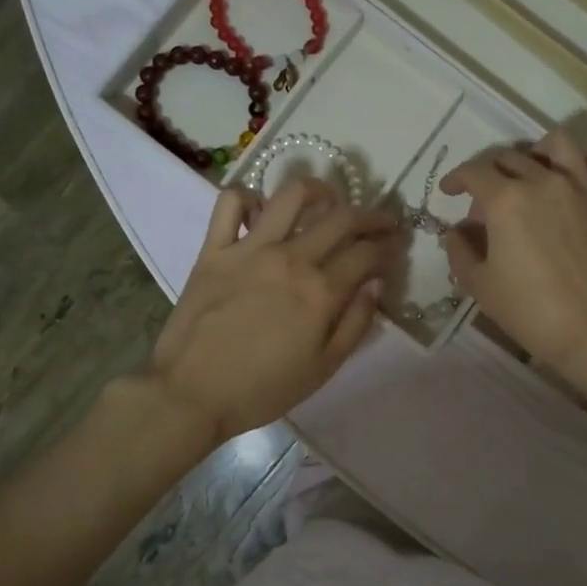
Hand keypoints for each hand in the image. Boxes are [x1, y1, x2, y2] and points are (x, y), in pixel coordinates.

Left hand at [145, 179, 398, 443]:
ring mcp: (249, 249)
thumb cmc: (263, 389)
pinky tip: (261, 212)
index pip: (367, 254)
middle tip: (380, 223)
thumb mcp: (323, 368)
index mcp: (321, 292)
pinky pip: (230, 204)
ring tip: (328, 201)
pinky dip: (249, 198)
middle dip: (371, 216)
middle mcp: (290, 259)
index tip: (395, 248)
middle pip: (341, 219)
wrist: (191, 394)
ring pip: (291, 196)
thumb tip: (375, 284)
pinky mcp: (214, 249)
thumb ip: (355, 323)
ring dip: (319, 191)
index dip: (388, 247)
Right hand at [440, 128, 586, 378]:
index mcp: (505, 200)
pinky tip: (579, 174)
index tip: (449, 192)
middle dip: (489, 174)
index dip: (456, 179)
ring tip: (531, 174)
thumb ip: (459, 252)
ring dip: (536, 152)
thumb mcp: (479, 286)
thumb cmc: (529, 311)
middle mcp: (543, 181)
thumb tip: (455, 232)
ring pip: (557, 144)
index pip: (474, 172)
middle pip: (509, 157)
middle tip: (485, 205)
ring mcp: (582, 187)